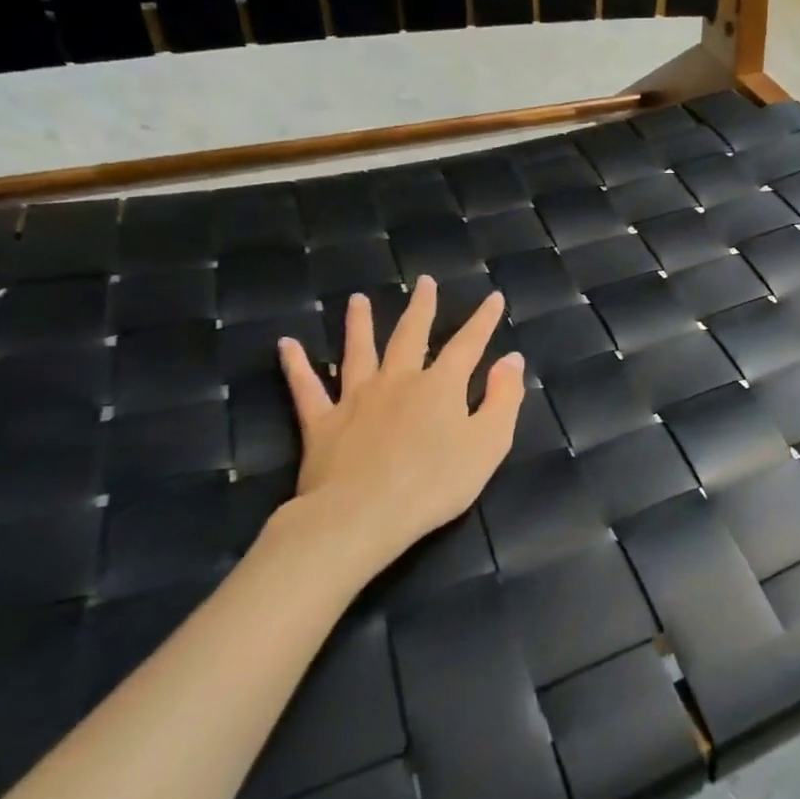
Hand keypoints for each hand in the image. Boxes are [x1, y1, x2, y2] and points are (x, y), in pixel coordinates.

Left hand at [268, 277, 525, 588]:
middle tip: (424, 282)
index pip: (468, 344)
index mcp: (440, 386)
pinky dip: (296, 365)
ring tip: (357, 300)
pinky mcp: (322, 423)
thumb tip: (512, 359)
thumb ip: (503, 398)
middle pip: (410, 336)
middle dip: (421, 308)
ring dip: (359, 324)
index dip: (483, 321)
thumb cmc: (435, 484)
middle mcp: (398, 380)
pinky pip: (306, 388)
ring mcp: (356, 399)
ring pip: (358, 352)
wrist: (361, 516)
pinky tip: (287, 345)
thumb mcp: (488, 443)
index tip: (493, 297)